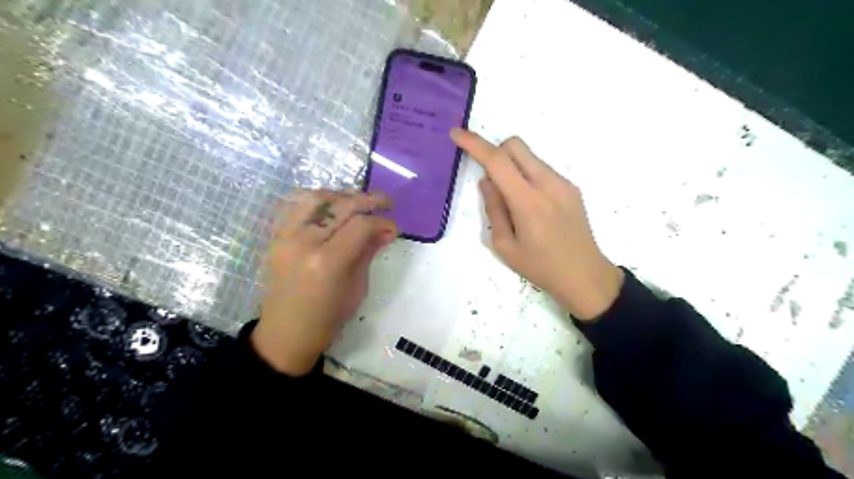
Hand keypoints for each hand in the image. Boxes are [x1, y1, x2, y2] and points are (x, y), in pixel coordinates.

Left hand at [251, 190, 399, 372]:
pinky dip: (319, 200)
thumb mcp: (357, 287)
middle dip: (369, 200)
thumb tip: (388, 229)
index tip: (394, 227)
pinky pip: (297, 205)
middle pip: (341, 205)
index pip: (361, 225)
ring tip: (359, 201)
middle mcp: (305, 242)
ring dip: (342, 195)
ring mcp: (286, 236)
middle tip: (387, 203)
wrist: (286, 332)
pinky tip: (333, 206)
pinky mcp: (277, 236)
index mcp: (328, 261)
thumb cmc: (327, 317)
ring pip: (316, 197)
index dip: (382, 221)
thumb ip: (369, 252)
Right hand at [449, 129, 624, 319]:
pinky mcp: (571, 188)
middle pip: (515, 145)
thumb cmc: (540, 267)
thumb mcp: (505, 246)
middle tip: (491, 181)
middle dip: (495, 152)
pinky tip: (532, 207)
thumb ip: (494, 209)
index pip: (497, 160)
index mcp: (527, 201)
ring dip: (512, 166)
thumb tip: (487, 181)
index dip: (474, 144)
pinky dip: (527, 176)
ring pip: (530, 156)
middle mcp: (547, 183)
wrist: (585, 276)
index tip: (456, 133)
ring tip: (514, 202)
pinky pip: (542, 169)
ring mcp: (563, 183)